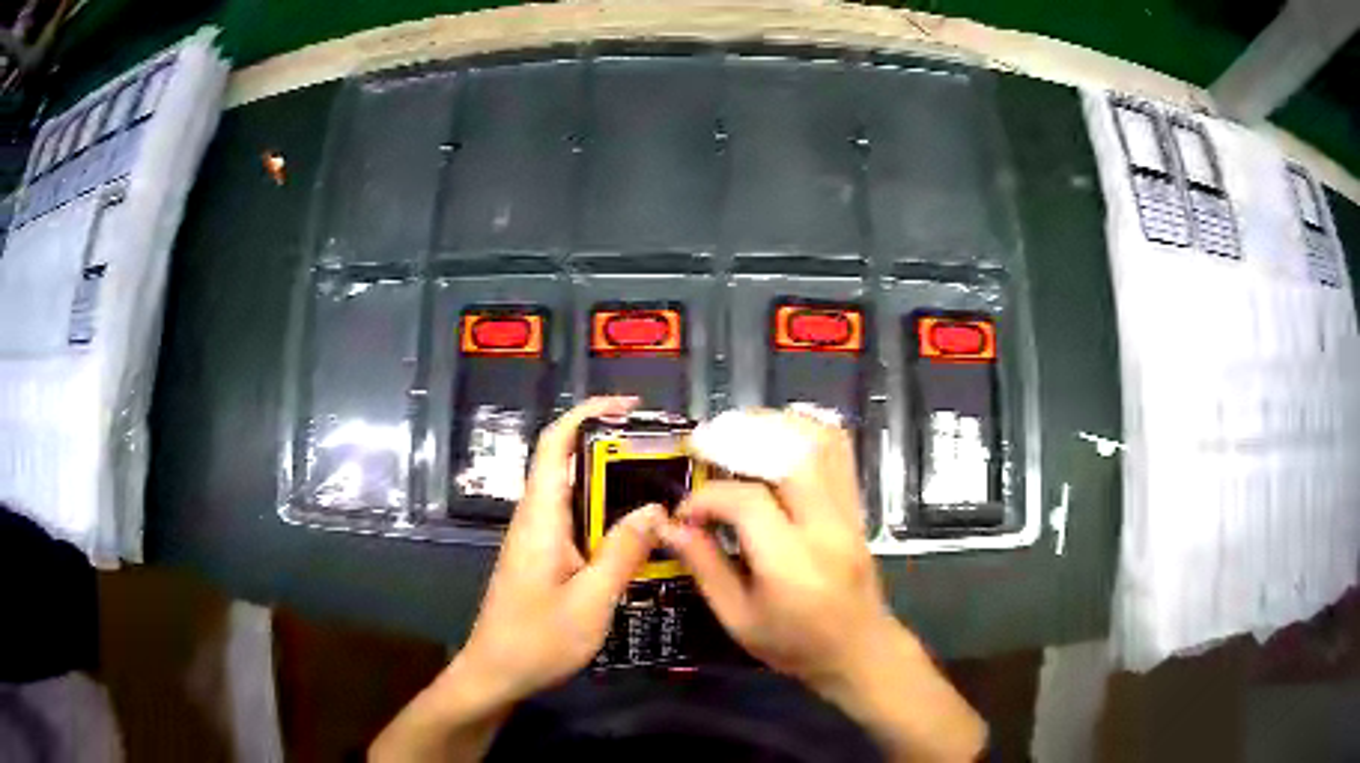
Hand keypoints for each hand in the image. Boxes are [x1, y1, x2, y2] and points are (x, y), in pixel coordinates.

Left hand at [459, 395, 665, 701]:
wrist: (495, 674)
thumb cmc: (537, 640)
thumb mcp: (591, 601)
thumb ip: (623, 552)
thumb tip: (655, 507)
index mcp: (540, 517)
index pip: (555, 444)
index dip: (588, 413)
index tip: (631, 407)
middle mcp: (536, 518)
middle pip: (570, 464)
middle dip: (614, 450)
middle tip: (666, 457)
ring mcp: (538, 539)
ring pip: (577, 496)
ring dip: (615, 486)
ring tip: (664, 491)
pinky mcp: (543, 558)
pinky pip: (578, 523)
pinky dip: (608, 518)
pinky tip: (639, 537)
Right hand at [661, 410, 985, 761]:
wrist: (859, 651)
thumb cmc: (794, 645)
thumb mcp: (738, 619)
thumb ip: (704, 566)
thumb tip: (669, 525)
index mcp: (791, 564)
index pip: (747, 502)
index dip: (707, 497)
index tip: (685, 511)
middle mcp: (826, 528)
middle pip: (792, 455)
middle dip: (742, 438)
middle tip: (705, 444)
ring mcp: (849, 513)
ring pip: (822, 443)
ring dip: (775, 426)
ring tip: (736, 431)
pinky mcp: (857, 508)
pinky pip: (839, 452)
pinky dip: (806, 432)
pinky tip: (776, 438)